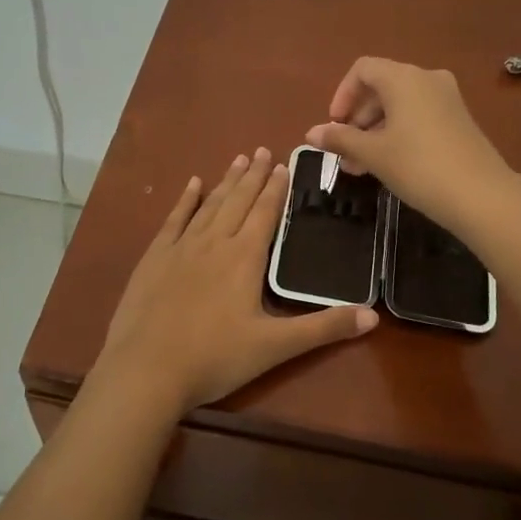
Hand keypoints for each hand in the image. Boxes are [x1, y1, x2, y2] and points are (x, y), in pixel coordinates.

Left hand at [93, 148, 376, 419]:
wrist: (146, 370)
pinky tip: (193, 184)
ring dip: (226, 181)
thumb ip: (323, 328)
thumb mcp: (275, 347)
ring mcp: (181, 247)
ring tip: (238, 159)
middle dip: (253, 175)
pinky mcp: (155, 258)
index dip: (276, 188)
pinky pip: (174, 219)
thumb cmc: (215, 358)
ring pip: (210, 205)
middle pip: (238, 201)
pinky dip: (186, 200)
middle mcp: (214, 242)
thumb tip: (373, 316)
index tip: (283, 164)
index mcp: (244, 258)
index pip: (265, 213)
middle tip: (262, 150)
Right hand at [306, 58, 515, 235]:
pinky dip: (398, 133)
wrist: (482, 196)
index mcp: (403, 78)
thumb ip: (340, 138)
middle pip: (381, 87)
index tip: (334, 126)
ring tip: (361, 166)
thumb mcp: (373, 153)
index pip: (362, 70)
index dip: (342, 95)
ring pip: (399, 105)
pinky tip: (389, 165)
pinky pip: (418, 116)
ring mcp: (447, 98)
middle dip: (358, 119)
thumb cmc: (419, 166)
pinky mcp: (459, 120)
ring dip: (375, 130)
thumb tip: (310, 133)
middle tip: (345, 152)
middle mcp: (427, 78)